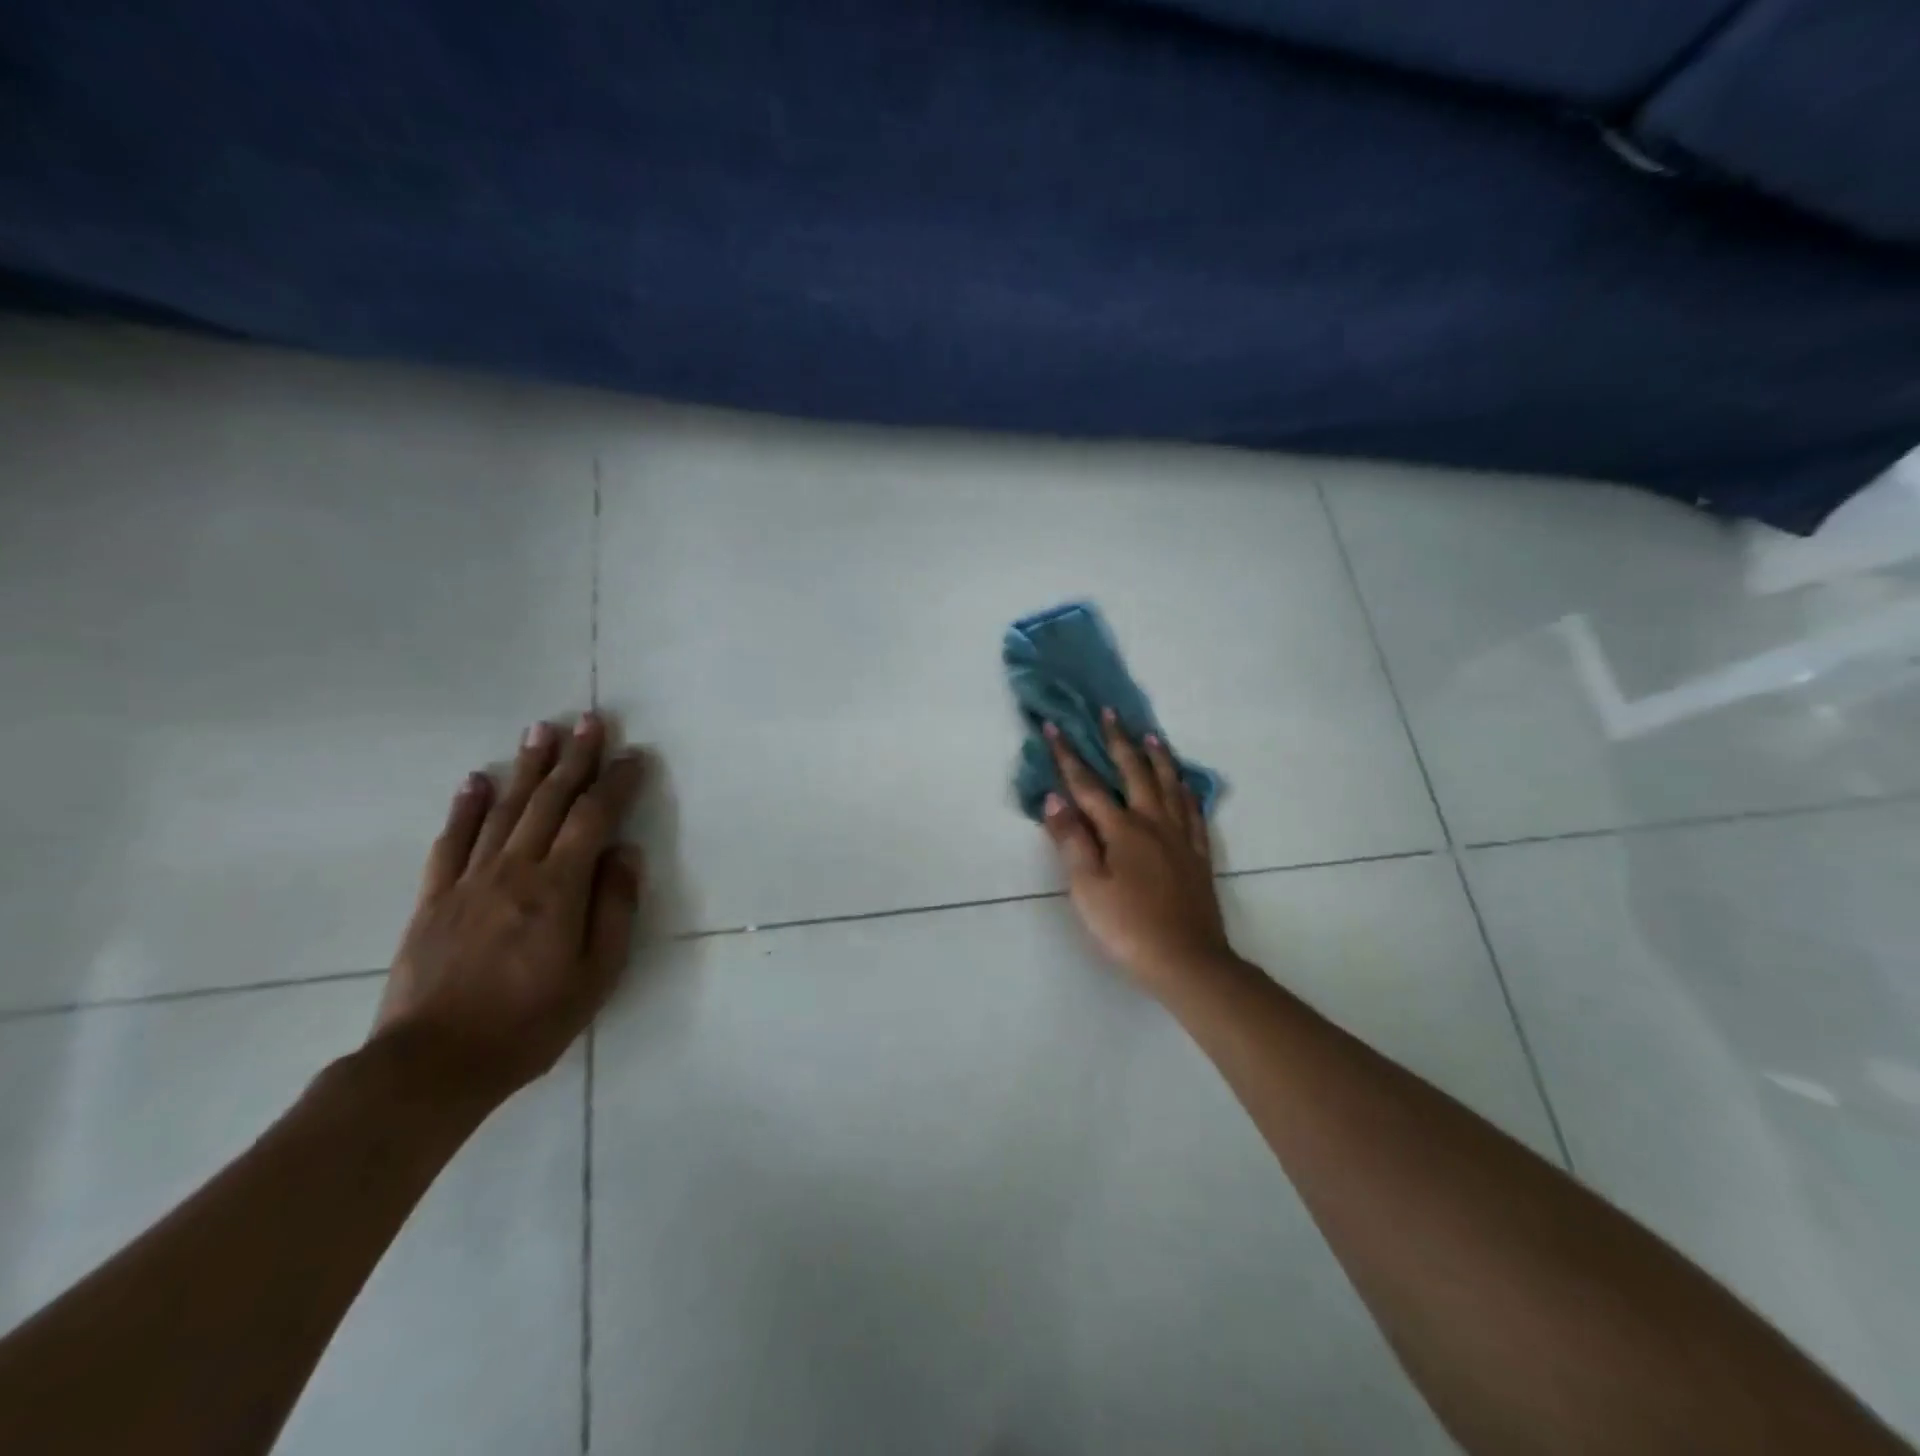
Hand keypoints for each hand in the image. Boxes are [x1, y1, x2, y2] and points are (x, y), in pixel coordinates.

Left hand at [371, 713, 646, 1104]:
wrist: (433, 1065)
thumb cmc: (531, 1022)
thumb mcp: (598, 974)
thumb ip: (614, 907)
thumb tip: (624, 853)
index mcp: (558, 888)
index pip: (594, 818)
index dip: (616, 783)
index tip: (634, 756)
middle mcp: (514, 870)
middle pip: (549, 801)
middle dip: (574, 758)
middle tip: (589, 720)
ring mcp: (468, 880)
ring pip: (503, 810)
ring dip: (525, 767)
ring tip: (540, 731)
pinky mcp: (434, 898)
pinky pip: (451, 842)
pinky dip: (465, 807)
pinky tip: (475, 781)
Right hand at [1041, 709, 1231, 991]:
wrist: (1187, 961)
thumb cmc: (1128, 927)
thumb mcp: (1087, 887)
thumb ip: (1071, 840)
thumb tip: (1054, 798)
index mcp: (1122, 830)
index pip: (1088, 785)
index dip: (1068, 755)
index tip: (1053, 726)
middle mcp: (1153, 823)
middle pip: (1134, 772)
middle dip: (1117, 741)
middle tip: (1109, 713)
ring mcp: (1180, 838)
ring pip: (1169, 785)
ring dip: (1156, 757)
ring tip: (1150, 735)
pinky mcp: (1199, 855)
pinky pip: (1193, 811)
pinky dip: (1186, 790)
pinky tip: (1184, 785)